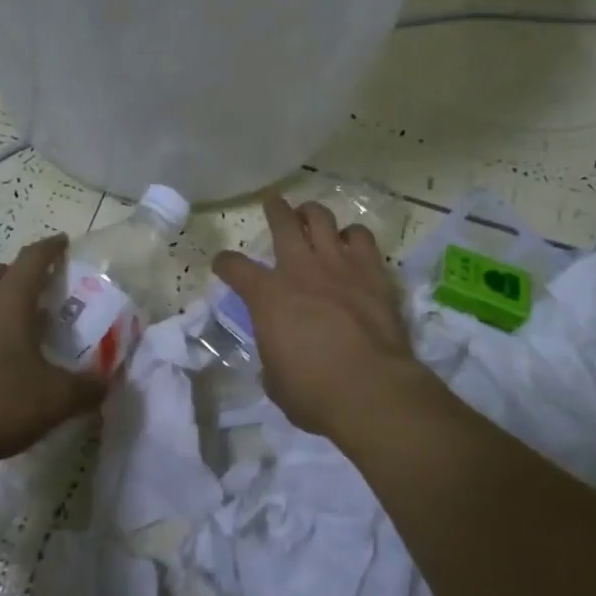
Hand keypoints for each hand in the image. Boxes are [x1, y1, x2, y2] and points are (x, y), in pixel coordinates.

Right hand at [211, 198, 415, 440]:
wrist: (371, 390)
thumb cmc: (314, 393)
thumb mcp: (276, 380)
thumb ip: (273, 355)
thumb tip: (278, 352)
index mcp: (267, 297)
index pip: (235, 268)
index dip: (225, 264)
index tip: (223, 264)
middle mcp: (300, 270)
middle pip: (283, 222)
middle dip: (274, 209)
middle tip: (273, 202)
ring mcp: (338, 265)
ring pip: (321, 218)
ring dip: (312, 213)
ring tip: (310, 215)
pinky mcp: (372, 272)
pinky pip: (361, 237)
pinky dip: (353, 236)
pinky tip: (351, 242)